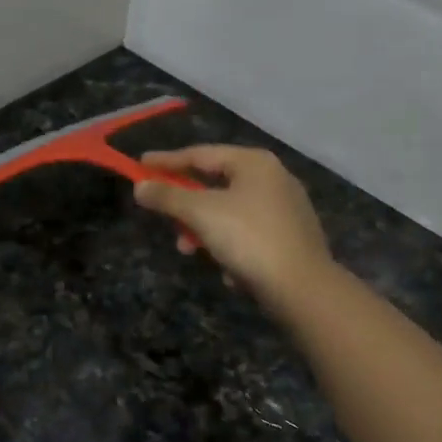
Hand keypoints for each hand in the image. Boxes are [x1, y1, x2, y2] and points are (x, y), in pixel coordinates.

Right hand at [134, 146, 334, 310]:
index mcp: (254, 163)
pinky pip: (248, 235)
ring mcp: (285, 209)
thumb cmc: (249, 239)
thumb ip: (168, 197)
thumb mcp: (201, 213)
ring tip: (191, 252)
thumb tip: (140, 186)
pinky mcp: (290, 238)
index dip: (166, 161)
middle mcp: (273, 178)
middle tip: (167, 222)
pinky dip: (231, 247)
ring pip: (230, 213)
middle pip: (215, 185)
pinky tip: (228, 269)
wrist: (302, 287)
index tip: (140, 166)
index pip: (200, 154)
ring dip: (205, 232)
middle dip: (186, 207)